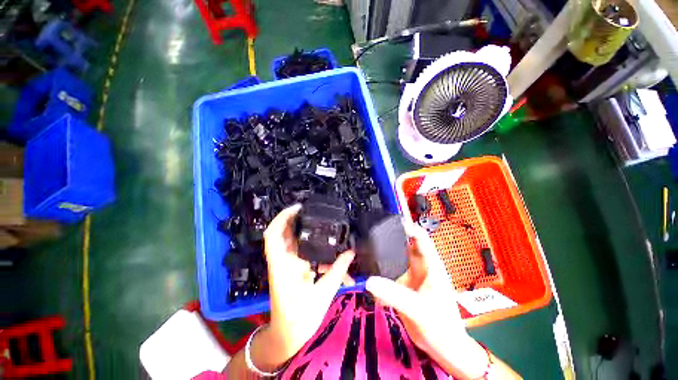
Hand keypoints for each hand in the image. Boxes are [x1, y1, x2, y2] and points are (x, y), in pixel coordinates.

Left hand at [251, 204, 354, 370]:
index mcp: (283, 265)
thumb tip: (351, 252)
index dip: (282, 218)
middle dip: (297, 219)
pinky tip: (325, 249)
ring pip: (293, 241)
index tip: (297, 208)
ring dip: (305, 232)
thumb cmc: (301, 318)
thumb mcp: (323, 293)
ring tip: (322, 226)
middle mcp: (282, 261)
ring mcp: (286, 264)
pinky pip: (301, 251)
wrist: (288, 336)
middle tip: (313, 211)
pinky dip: (311, 246)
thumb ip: (338, 270)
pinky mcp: (292, 268)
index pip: (273, 235)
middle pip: (284, 233)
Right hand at [365, 223, 490, 378]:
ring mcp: (410, 276)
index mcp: (430, 265)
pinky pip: (389, 274)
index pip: (420, 236)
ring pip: (394, 259)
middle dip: (389, 239)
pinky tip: (371, 280)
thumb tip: (369, 281)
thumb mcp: (418, 309)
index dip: (406, 225)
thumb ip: (394, 294)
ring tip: (366, 254)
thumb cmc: (442, 328)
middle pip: (403, 245)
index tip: (388, 221)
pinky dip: (380, 274)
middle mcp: (420, 267)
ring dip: (382, 257)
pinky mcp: (403, 286)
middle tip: (371, 235)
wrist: (444, 349)